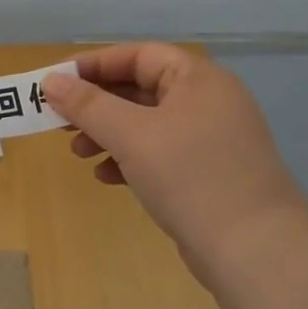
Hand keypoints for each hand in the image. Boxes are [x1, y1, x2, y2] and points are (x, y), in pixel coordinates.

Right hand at [43, 44, 307, 269]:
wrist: (256, 252)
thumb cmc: (190, 177)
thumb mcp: (131, 135)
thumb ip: (87, 105)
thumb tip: (51, 81)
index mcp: (198, 80)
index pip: (138, 56)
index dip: (94, 65)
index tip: (56, 82)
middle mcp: (208, 102)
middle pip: (140, 89)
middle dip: (96, 105)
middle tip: (60, 122)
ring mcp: (211, 140)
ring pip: (147, 124)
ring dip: (108, 134)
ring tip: (78, 154)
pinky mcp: (208, 174)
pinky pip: (160, 154)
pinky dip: (129, 159)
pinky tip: (107, 178)